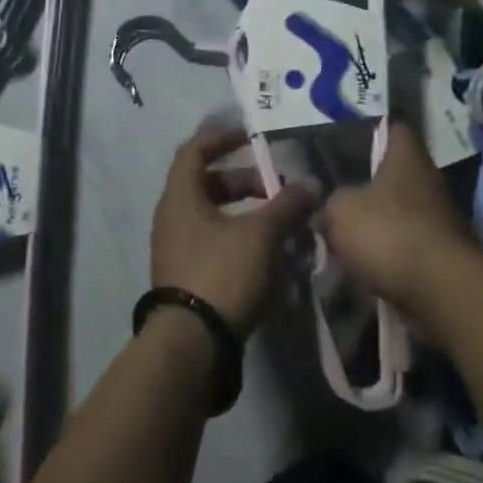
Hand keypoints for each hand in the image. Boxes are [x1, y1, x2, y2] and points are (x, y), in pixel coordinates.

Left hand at [151, 127, 318, 339]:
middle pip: (205, 184)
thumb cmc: (221, 274)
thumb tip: (311, 184)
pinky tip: (265, 256)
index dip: (221, 138)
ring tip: (276, 224)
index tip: (249, 136)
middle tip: (273, 190)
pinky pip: (210, 242)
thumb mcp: (261, 235)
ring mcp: (175, 249)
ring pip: (210, 216)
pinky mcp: (184, 277)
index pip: (194, 151)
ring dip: (242, 213)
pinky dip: (236, 238)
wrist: (192, 346)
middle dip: (241, 181)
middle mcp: (171, 217)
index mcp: (180, 196)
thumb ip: (286, 206)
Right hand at [317, 122, 473, 319]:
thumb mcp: (340, 211)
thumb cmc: (388, 233)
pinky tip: (365, 269)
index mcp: (407, 158)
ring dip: (379, 227)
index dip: (376, 132)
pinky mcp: (444, 258)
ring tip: (345, 240)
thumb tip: (326, 211)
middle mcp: (430, 182)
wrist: (441, 292)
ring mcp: (442, 221)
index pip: (396, 129)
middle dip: (370, 188)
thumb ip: (329, 204)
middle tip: (337, 197)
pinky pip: (408, 249)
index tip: (352, 141)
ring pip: (401, 215)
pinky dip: (390, 258)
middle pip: (396, 176)